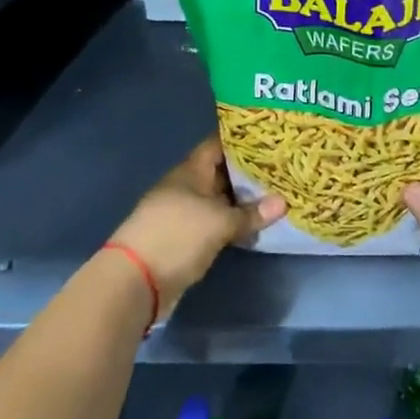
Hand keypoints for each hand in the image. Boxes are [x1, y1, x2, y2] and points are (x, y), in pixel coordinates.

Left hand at [106, 136, 284, 316]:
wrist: (135, 281)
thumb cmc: (177, 236)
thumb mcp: (219, 222)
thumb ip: (251, 212)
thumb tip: (283, 202)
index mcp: (191, 171)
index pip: (218, 145)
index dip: (242, 139)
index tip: (270, 137)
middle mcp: (188, 187)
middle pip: (222, 173)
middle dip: (250, 171)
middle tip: (283, 166)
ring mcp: (185, 213)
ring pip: (221, 199)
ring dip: (244, 200)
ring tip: (278, 192)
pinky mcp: (187, 238)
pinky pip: (217, 222)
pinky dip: (235, 222)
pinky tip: (257, 224)